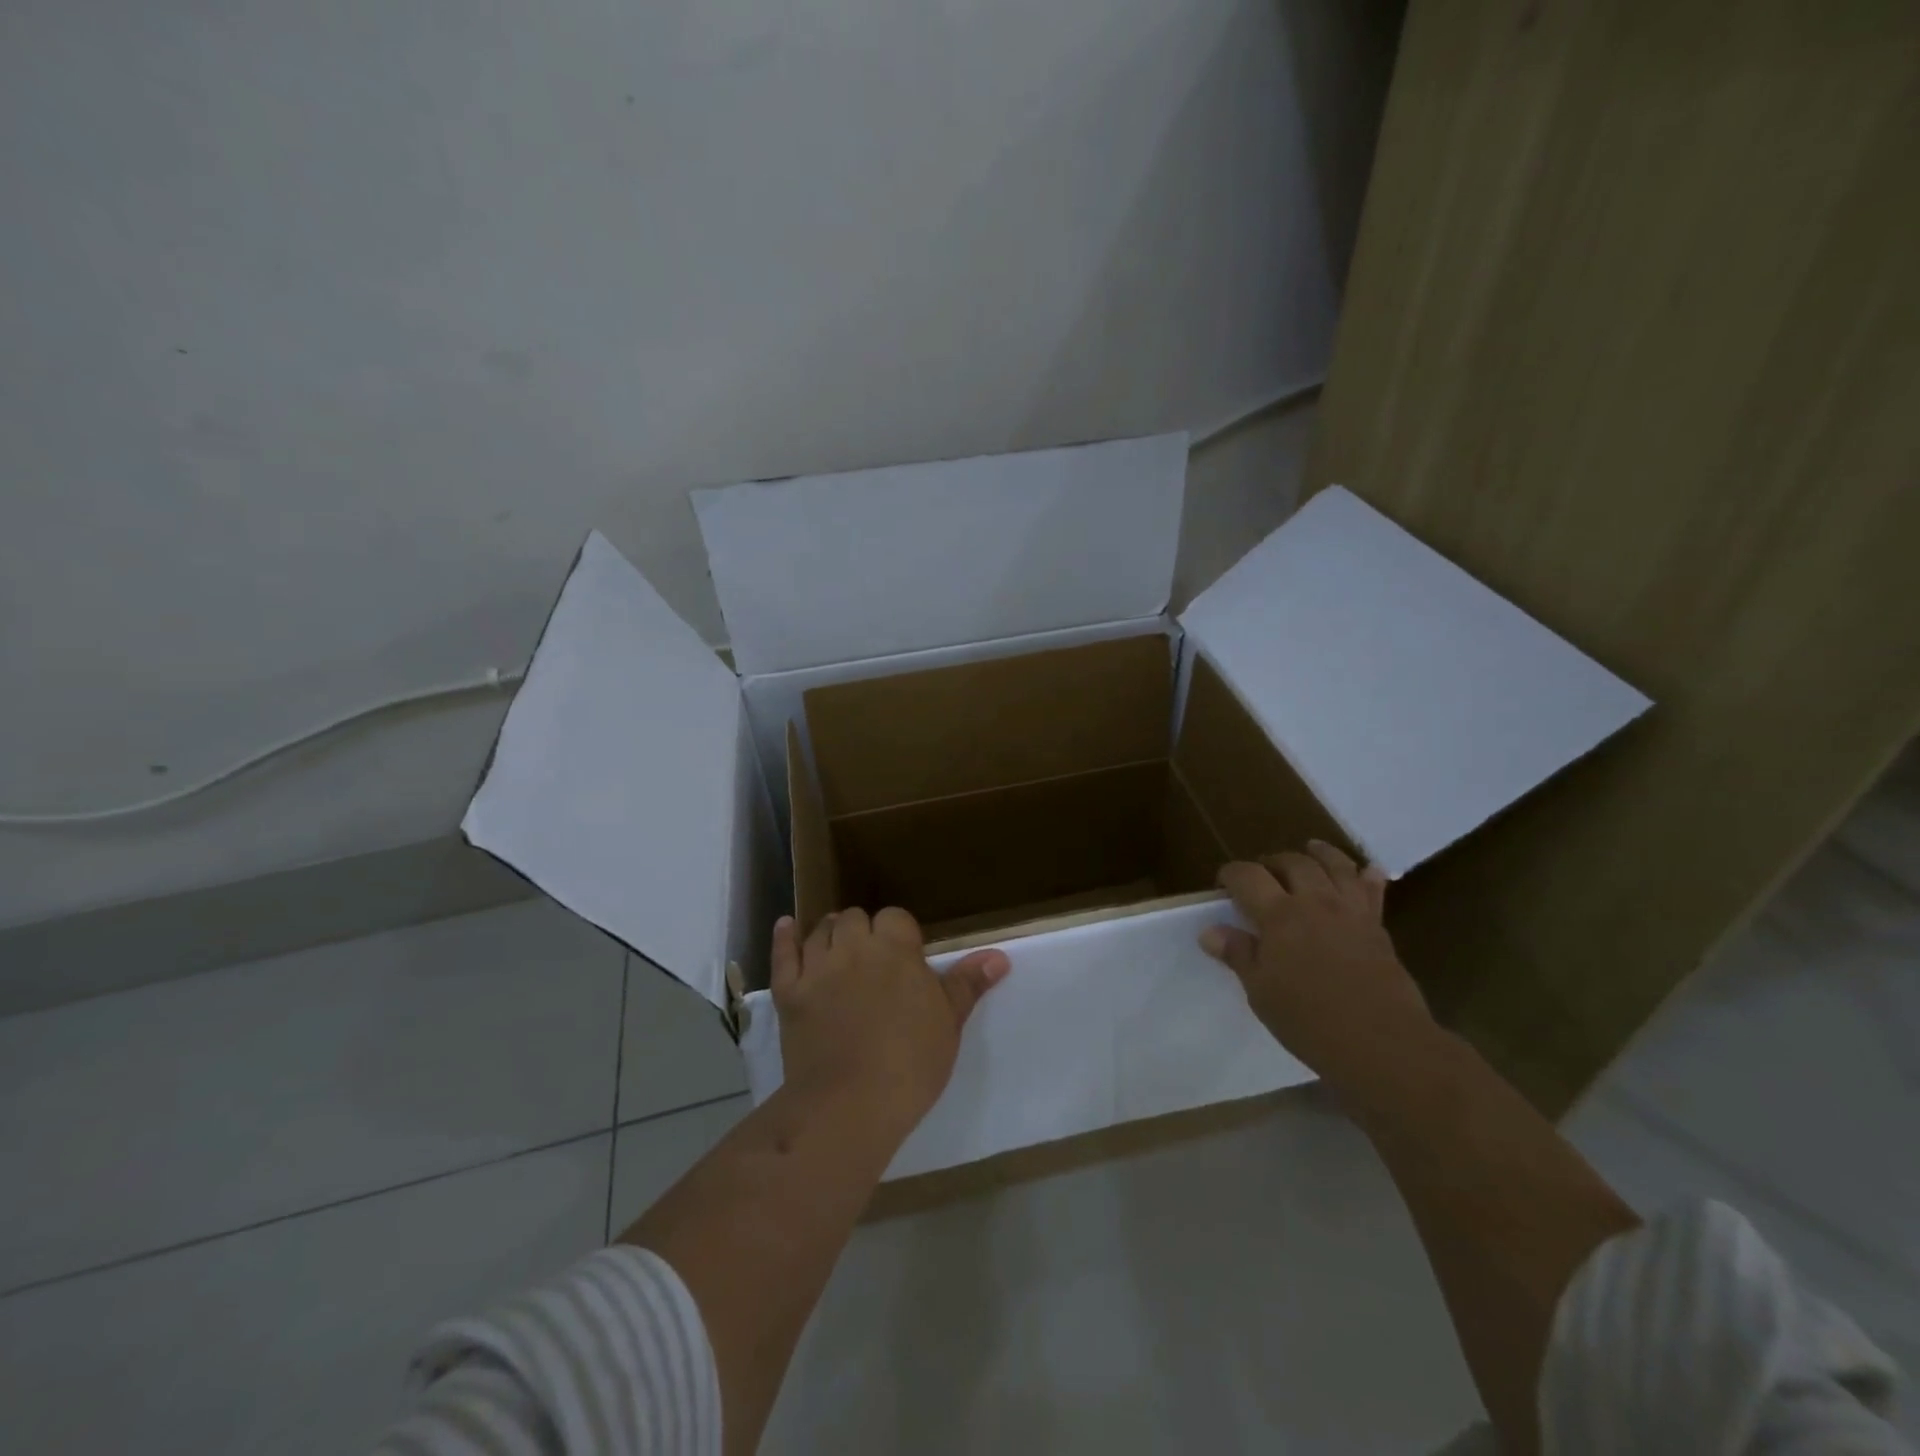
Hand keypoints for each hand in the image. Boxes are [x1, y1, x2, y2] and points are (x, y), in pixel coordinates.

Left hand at [771, 907, 1010, 1133]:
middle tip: (873, 959)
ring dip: (831, 933)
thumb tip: (999, 956)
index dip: (900, 934)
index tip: (905, 958)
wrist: (850, 1103)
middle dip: (864, 931)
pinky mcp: (788, 992)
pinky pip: (782, 954)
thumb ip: (968, 984)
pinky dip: (784, 938)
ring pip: (821, 930)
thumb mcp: (948, 1022)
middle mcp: (854, 947)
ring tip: (839, 948)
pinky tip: (787, 926)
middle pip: (855, 918)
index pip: (895, 918)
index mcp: (895, 950)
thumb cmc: (910, 1062)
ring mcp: (817, 968)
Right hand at [1199, 840, 1430, 1091]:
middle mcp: (1315, 902)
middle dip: (1273, 862)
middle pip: (1292, 862)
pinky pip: (1373, 892)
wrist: (1382, 1044)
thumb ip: (1238, 955)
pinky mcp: (1378, 928)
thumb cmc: (1310, 1020)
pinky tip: (1367, 870)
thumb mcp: (1261, 991)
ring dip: (1320, 854)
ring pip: (1335, 866)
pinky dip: (1368, 877)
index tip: (1223, 884)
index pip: (1248, 876)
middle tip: (1263, 874)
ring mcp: (1350, 912)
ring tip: (1310, 849)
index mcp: (1279, 915)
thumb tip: (1210, 932)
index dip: (1232, 874)